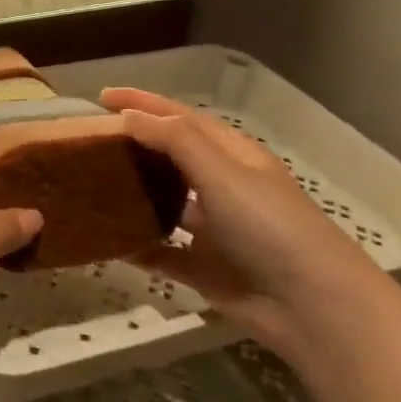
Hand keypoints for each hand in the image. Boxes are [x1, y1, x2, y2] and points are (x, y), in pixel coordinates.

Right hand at [100, 88, 379, 352]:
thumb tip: (127, 116)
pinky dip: (134, 246)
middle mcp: (221, 187)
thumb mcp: (222, 172)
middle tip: (87, 140)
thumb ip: (174, 140)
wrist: (312, 306)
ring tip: (88, 184)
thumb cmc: (269, 225)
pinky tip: (103, 241)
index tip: (102, 95)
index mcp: (232, 156)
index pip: (181, 118)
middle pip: (169, 158)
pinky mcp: (203, 268)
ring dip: (130, 194)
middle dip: (133, 145)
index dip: (144, 102)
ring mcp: (212, 230)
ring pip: (162, 204)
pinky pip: (159, 253)